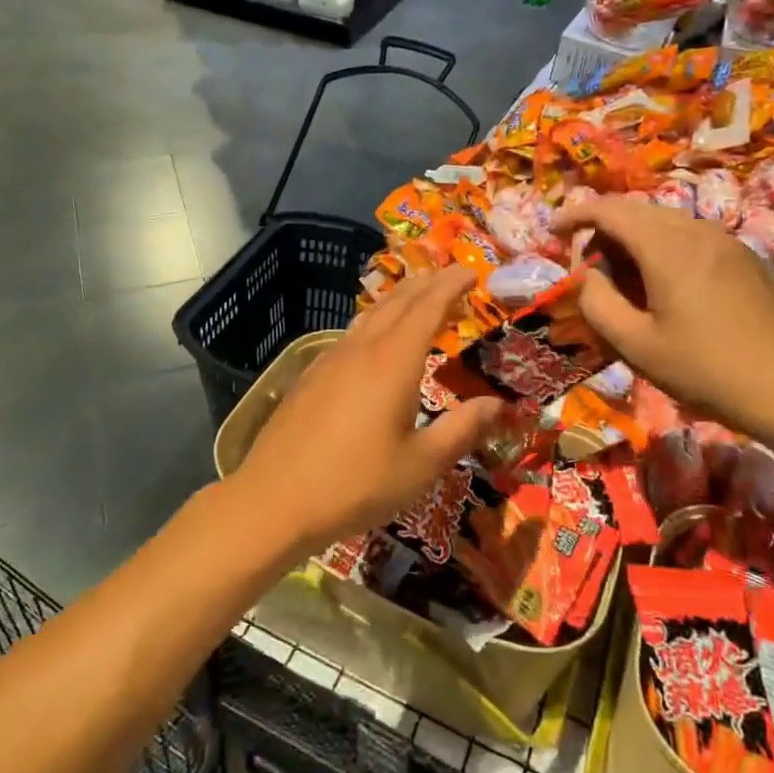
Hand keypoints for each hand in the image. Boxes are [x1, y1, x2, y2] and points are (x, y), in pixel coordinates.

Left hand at [231, 267, 503, 559]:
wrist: (274, 500)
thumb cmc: (355, 484)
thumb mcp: (421, 465)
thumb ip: (462, 430)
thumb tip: (499, 404)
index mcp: (394, 361)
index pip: (428, 307)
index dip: (451, 285)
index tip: (472, 272)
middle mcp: (362, 349)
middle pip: (398, 301)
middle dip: (428, 283)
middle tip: (452, 276)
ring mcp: (332, 358)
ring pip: (371, 313)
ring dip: (400, 298)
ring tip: (419, 296)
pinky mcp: (312, 374)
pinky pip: (352, 332)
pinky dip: (376, 319)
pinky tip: (374, 337)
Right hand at [552, 197, 773, 447]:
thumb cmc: (708, 369)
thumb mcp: (637, 346)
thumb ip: (598, 303)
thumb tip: (588, 276)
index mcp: (666, 245)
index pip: (608, 209)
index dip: (574, 215)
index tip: (552, 231)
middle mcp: (696, 230)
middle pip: (637, 210)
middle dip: (603, 229)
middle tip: (586, 267)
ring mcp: (726, 241)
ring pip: (666, 222)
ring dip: (634, 239)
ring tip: (623, 280)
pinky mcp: (746, 258)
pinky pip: (692, 237)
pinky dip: (663, 248)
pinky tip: (666, 287)